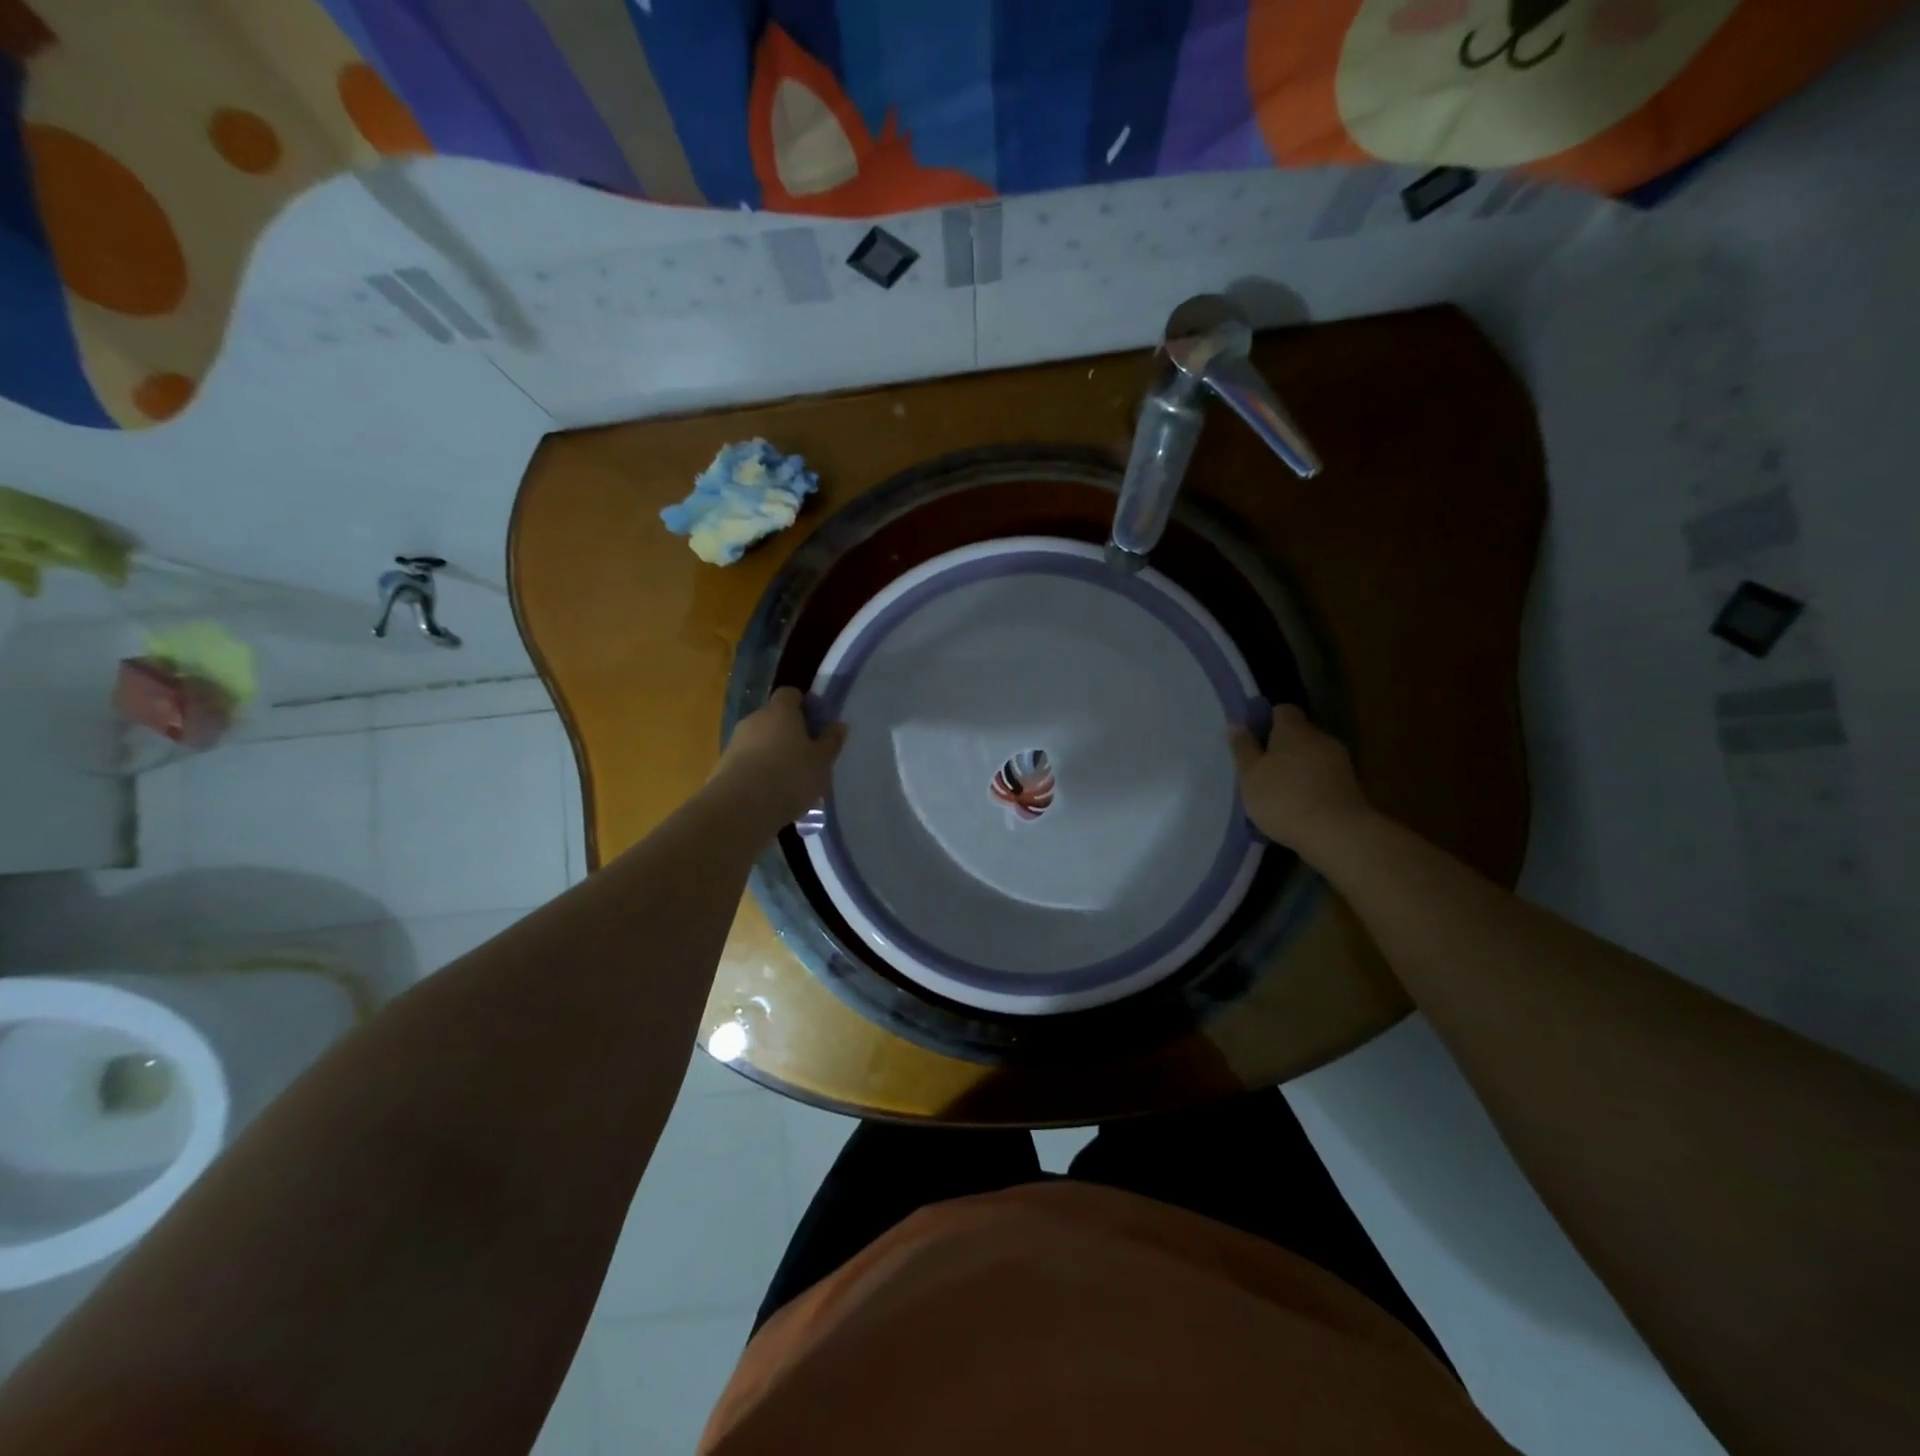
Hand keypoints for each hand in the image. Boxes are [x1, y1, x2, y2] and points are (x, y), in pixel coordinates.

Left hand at [712, 687, 847, 832]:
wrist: (740, 808)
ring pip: (760, 742)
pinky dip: (760, 773)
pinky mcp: (723, 767)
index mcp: (780, 711)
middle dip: (790, 734)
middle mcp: (755, 719)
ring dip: (774, 755)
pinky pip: (748, 764)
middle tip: (808, 757)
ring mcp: (735, 743)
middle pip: (774, 719)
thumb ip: (831, 741)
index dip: (805, 706)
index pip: (791, 694)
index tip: (817, 725)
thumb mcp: (822, 761)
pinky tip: (772, 795)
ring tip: (791, 782)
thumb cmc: (790, 776)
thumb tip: (839, 724)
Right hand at [1228, 705, 1369, 853]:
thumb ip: (1243, 748)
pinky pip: (1324, 776)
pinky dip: (1312, 784)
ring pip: (1312, 755)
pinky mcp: (1350, 785)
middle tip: (1262, 768)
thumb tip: (1236, 725)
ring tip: (1280, 790)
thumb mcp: (1250, 775)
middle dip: (1282, 746)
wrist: (1336, 833)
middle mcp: (1320, 737)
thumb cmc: (1283, 798)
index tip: (1254, 738)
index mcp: (1293, 729)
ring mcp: (1339, 761)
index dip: (1268, 720)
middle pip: (1299, 733)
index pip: (1283, 710)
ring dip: (1298, 767)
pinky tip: (1299, 804)